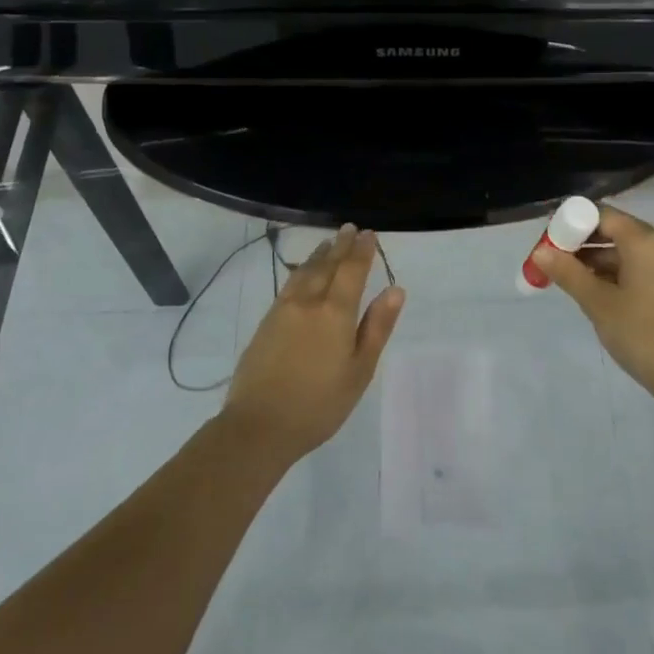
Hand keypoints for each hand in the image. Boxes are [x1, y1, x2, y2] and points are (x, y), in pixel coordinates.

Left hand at [221, 224, 404, 459]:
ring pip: (305, 271)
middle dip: (340, 246)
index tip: (369, 234)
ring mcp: (283, 310)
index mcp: (336, 312)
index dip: (362, 251)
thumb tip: (395, 289)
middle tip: (350, 229)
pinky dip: (301, 270)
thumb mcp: (360, 370)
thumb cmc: (320, 404)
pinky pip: (288, 284)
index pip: (352, 270)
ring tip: (328, 242)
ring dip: (319, 254)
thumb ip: (377, 327)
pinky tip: (302, 273)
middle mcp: (308, 302)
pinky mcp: (266, 322)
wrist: (259, 425)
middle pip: (327, 265)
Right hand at [534, 204, 653, 407]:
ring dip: (599, 259)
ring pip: (629, 250)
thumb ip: (568, 273)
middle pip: (616, 230)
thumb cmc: (642, 335)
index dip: (573, 224)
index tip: (550, 242)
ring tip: (570, 279)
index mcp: (646, 242)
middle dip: (583, 243)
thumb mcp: (598, 304)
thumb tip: (540, 251)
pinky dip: (618, 272)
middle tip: (555, 261)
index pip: (603, 215)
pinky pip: (642, 266)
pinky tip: (598, 291)